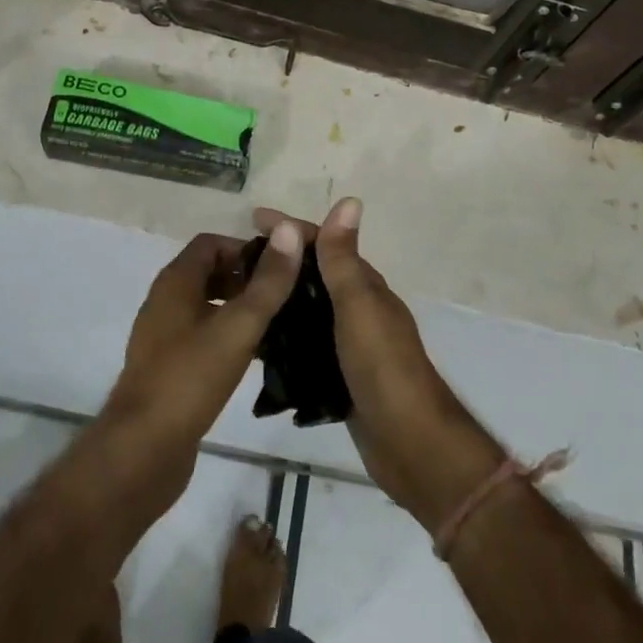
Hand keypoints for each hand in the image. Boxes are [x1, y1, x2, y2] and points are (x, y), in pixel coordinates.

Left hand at [98, 230, 302, 512]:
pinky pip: (202, 336)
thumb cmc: (190, 379)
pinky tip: (255, 357)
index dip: (246, 249)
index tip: (281, 267)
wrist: (143, 451)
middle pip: (209, 273)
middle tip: (285, 295)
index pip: (212, 243)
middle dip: (247, 278)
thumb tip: (289, 229)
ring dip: (240, 308)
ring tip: (278, 324)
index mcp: (175, 282)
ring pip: (207, 306)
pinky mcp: (168, 369)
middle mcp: (165, 302)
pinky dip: (228, 336)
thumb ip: (268, 281)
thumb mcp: (238, 326)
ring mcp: (163, 337)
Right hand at [253, 199, 506, 530]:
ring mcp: (350, 344)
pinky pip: (306, 345)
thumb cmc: (382, 366)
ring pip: (308, 310)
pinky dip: (285, 337)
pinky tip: (258, 343)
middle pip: (314, 274)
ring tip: (237, 299)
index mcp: (364, 286)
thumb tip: (349, 200)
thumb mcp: (358, 305)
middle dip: (280, 262)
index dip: (290, 229)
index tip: (251, 220)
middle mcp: (358, 309)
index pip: (323, 244)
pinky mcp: (340, 376)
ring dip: (280, 298)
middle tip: (234, 264)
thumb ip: (344, 259)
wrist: (408, 442)